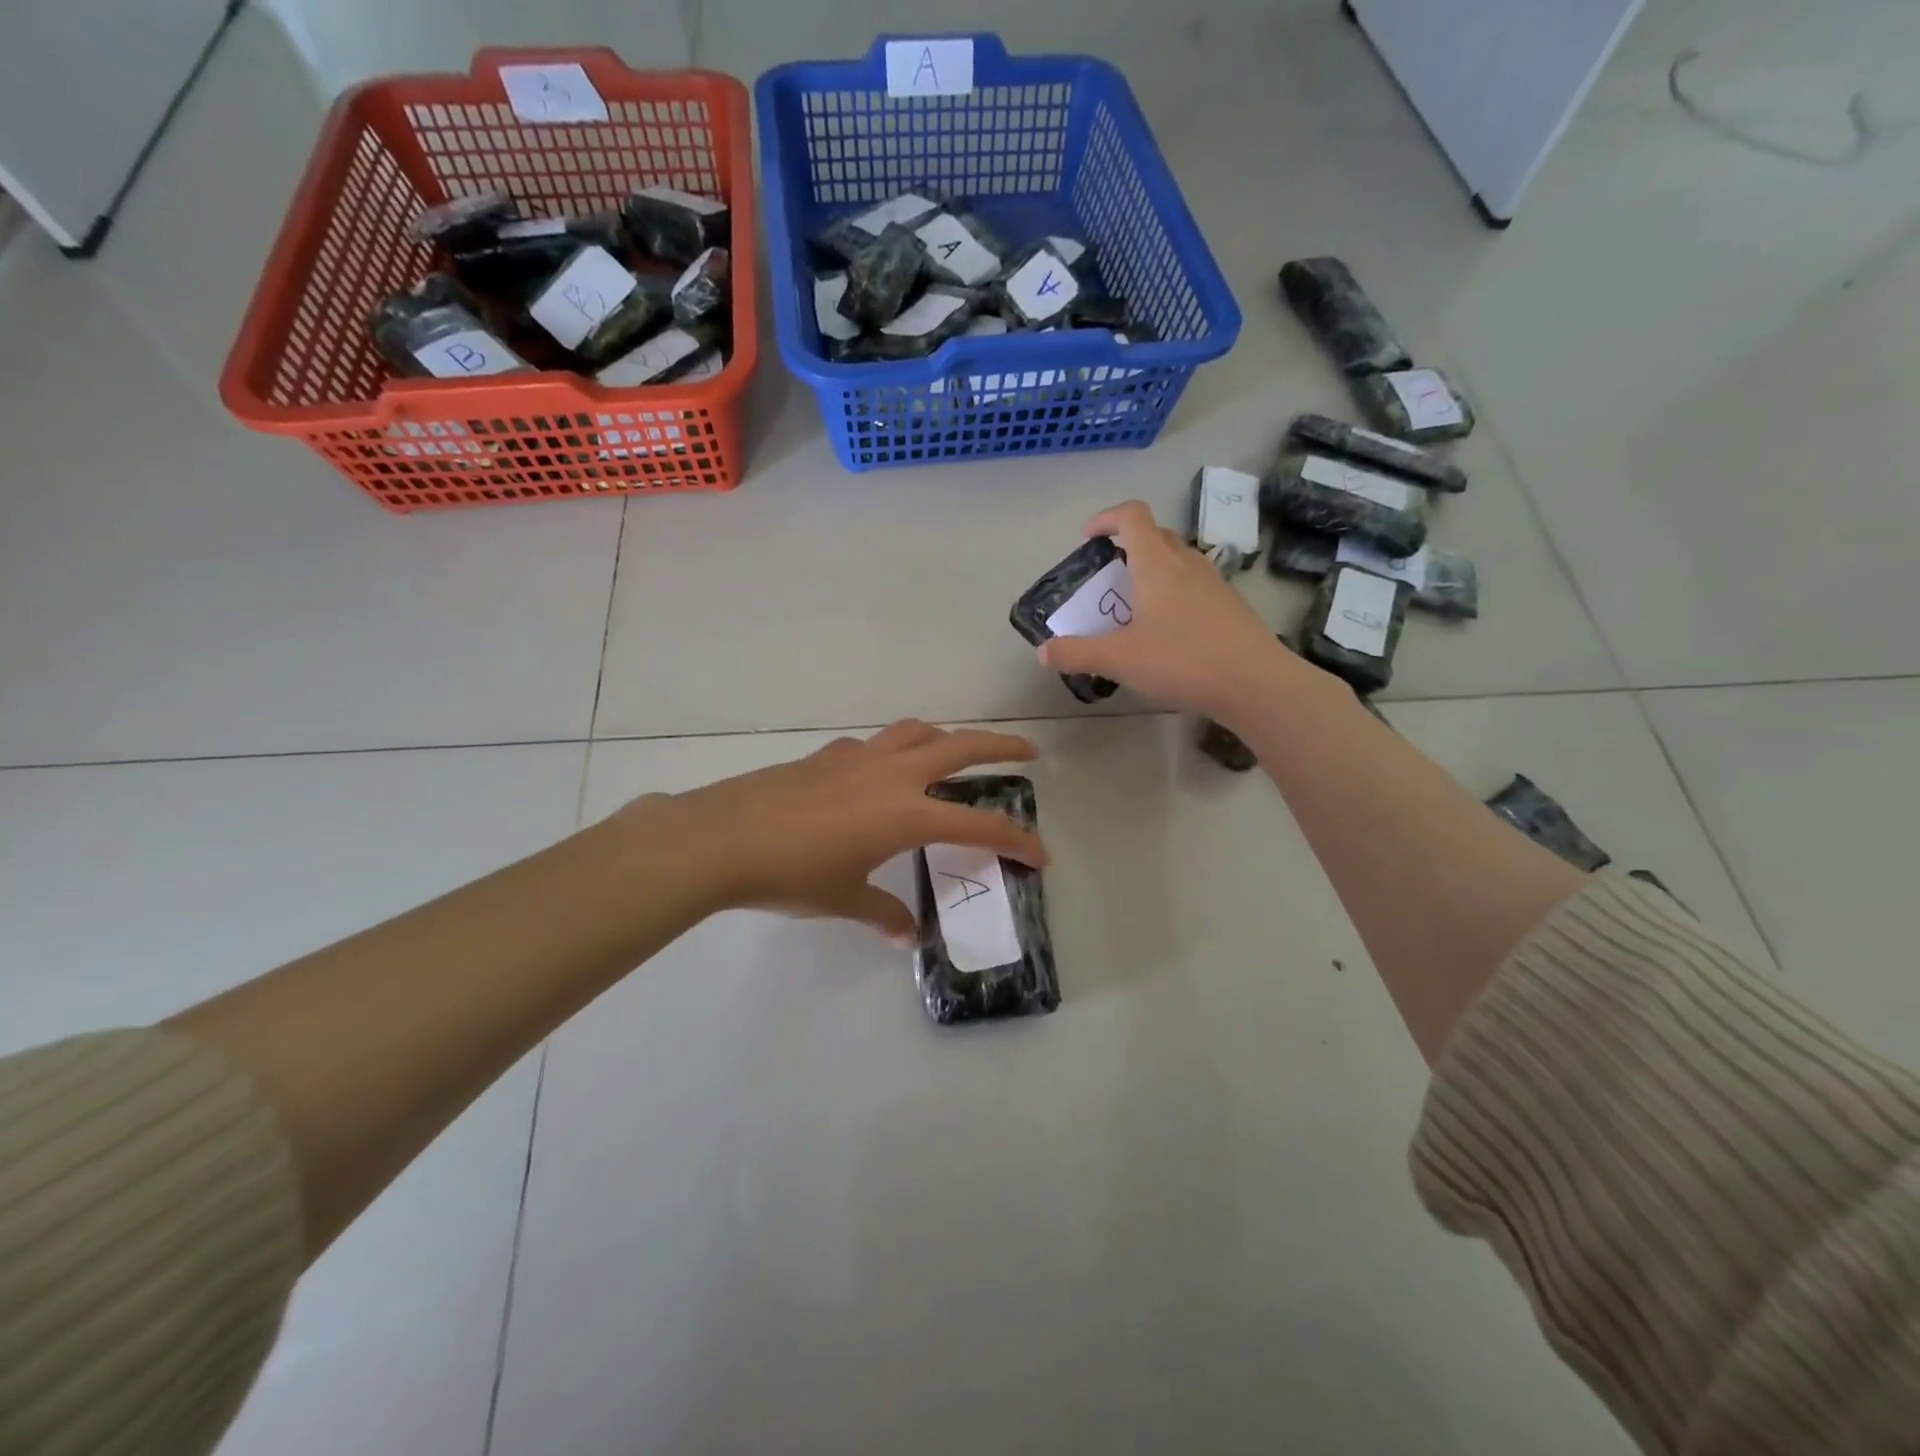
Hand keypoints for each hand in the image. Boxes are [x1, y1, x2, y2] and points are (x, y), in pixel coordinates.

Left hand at [638, 721, 1045, 944]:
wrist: (722, 838)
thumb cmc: (791, 874)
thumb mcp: (842, 900)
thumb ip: (882, 914)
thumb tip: (906, 935)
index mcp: (906, 814)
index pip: (978, 825)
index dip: (1015, 840)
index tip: (1040, 853)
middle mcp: (892, 775)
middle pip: (960, 747)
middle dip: (1001, 748)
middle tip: (1028, 753)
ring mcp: (858, 757)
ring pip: (918, 731)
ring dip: (947, 737)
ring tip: (955, 752)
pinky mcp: (828, 755)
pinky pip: (876, 743)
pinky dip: (895, 749)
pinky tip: (880, 774)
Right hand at [1038, 501, 1300, 723]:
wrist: (1255, 682)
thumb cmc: (1182, 660)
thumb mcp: (1119, 659)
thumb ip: (1077, 653)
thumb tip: (1042, 652)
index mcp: (1156, 563)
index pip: (1132, 515)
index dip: (1106, 518)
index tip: (1089, 538)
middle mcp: (1186, 562)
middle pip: (1155, 534)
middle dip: (1128, 545)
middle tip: (1108, 575)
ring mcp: (1214, 582)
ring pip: (1178, 560)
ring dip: (1153, 570)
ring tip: (1135, 605)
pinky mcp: (1230, 605)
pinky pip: (1195, 584)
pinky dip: (1174, 593)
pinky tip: (1168, 631)